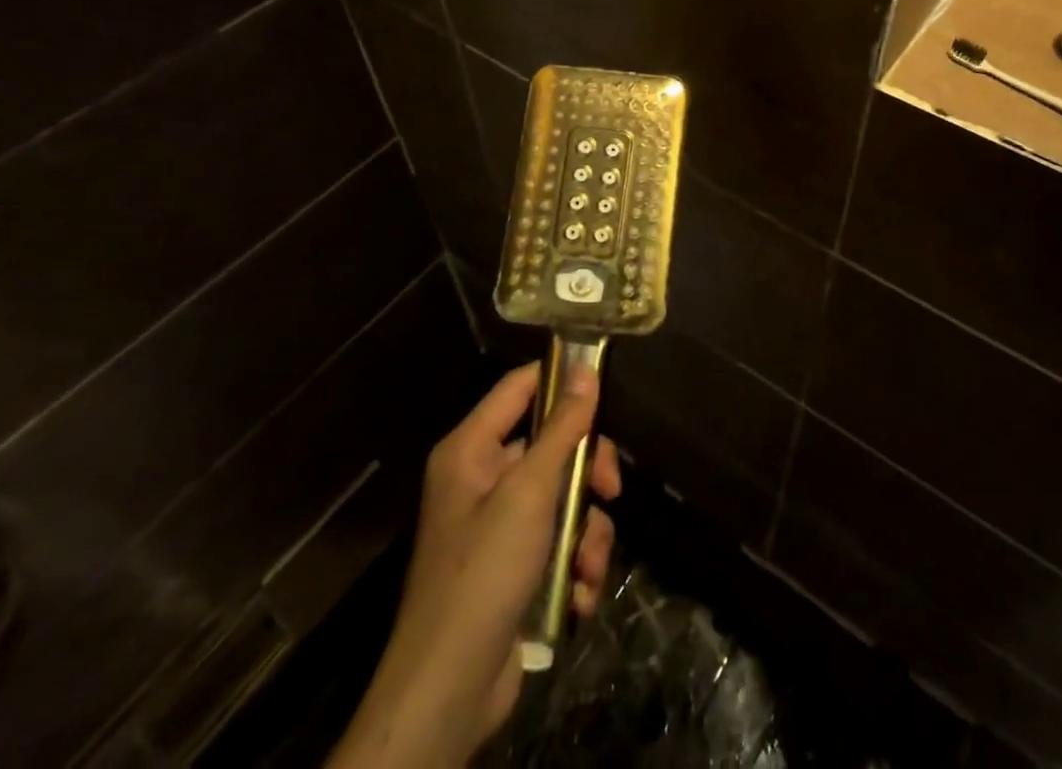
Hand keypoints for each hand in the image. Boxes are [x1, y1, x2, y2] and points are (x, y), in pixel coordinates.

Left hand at [329, 363, 621, 768]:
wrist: (450, 690)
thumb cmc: (484, 571)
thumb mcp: (530, 492)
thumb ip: (562, 429)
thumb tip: (585, 370)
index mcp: (471, 448)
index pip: (520, 387)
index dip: (560, 379)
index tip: (604, 386)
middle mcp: (482, 478)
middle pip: (551, 444)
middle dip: (587, 471)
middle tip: (612, 490)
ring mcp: (498, 524)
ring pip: (562, 497)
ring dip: (586, 531)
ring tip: (589, 564)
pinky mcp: (513, 565)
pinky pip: (557, 540)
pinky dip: (574, 563)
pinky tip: (578, 592)